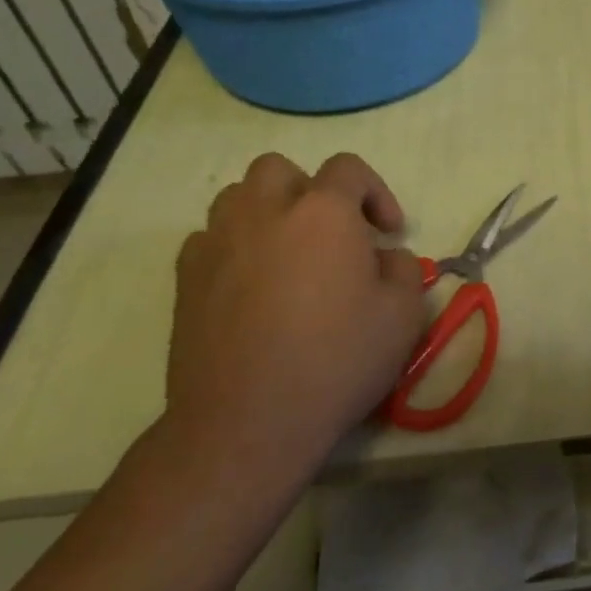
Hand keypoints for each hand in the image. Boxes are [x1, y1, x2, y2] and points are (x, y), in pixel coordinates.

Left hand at [163, 152, 425, 498]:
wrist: (248, 422)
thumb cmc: (337, 360)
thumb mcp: (404, 313)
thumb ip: (403, 268)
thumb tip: (383, 256)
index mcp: (323, 213)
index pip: (348, 169)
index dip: (376, 192)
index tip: (388, 232)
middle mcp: (265, 213)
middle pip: (281, 169)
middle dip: (311, 190)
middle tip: (333, 233)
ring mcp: (217, 243)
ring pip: (237, 196)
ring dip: (268, 211)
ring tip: (289, 251)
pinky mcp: (186, 280)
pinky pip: (209, 238)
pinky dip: (234, 245)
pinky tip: (251, 282)